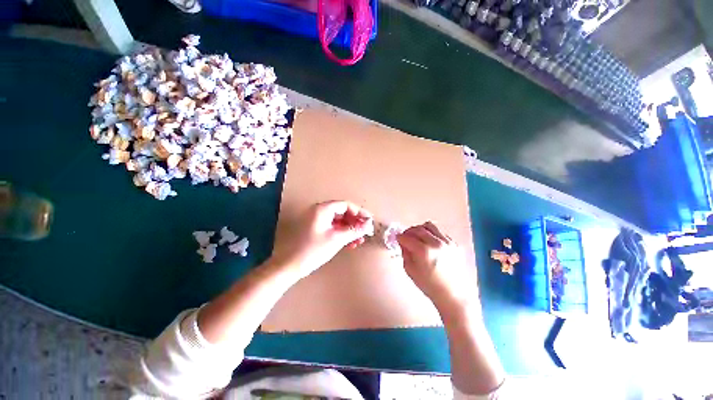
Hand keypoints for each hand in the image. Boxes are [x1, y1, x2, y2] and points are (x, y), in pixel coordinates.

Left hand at [270, 201, 373, 279]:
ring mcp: (317, 221)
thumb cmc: (313, 250)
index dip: (359, 212)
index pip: (346, 205)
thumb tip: (369, 224)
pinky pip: (332, 228)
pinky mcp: (315, 231)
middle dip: (355, 222)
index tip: (369, 221)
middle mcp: (319, 212)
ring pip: (338, 222)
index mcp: (323, 209)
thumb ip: (354, 230)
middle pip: (342, 213)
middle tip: (366, 232)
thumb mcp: (337, 239)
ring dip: (350, 230)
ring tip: (359, 240)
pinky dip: (342, 234)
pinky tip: (349, 243)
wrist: (289, 266)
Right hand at [397, 222, 475, 311]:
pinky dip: (432, 234)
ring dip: (420, 229)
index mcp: (424, 251)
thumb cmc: (429, 285)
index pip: (407, 238)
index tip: (397, 238)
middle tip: (405, 236)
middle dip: (408, 231)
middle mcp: (436, 243)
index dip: (400, 237)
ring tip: (417, 236)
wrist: (452, 294)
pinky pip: (440, 232)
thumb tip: (403, 242)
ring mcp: (447, 242)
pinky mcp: (454, 244)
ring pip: (430, 226)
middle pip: (418, 229)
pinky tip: (430, 242)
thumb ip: (405, 253)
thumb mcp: (410, 270)